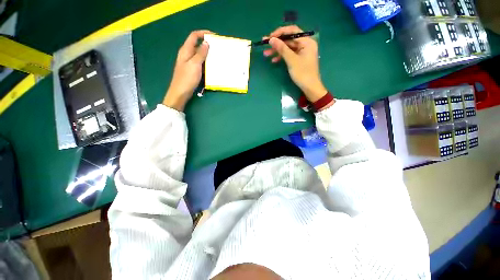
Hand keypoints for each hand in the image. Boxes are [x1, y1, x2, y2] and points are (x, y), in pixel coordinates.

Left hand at [163, 30, 211, 110]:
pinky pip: (200, 63)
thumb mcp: (195, 64)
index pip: (194, 36)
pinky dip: (205, 62)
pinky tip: (211, 66)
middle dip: (207, 45)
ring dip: (207, 54)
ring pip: (199, 55)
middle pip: (197, 45)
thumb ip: (200, 53)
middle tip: (217, 48)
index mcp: (185, 50)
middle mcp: (187, 54)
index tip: (214, 36)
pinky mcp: (192, 70)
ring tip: (217, 57)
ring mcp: (189, 63)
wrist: (180, 92)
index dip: (203, 33)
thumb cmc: (187, 78)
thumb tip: (206, 43)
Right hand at [264, 25, 327, 102]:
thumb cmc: (302, 73)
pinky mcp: (299, 59)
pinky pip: (289, 54)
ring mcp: (302, 52)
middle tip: (265, 45)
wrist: (310, 87)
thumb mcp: (291, 60)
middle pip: (289, 39)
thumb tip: (271, 39)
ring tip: (266, 54)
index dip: (280, 32)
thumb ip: (282, 49)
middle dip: (277, 43)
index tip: (269, 37)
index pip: (292, 31)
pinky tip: (274, 60)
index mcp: (307, 41)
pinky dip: (282, 57)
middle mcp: (305, 44)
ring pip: (288, 48)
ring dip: (277, 50)